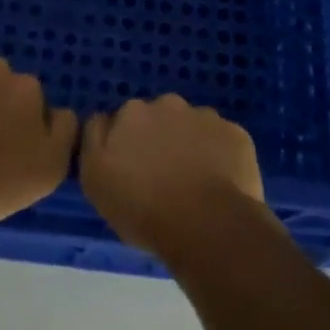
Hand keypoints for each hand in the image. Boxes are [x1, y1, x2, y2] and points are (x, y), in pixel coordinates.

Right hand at [80, 94, 266, 261]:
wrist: (207, 225)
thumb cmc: (143, 207)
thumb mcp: (95, 178)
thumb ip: (93, 139)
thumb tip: (103, 120)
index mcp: (132, 112)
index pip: (122, 121)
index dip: (125, 145)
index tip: (130, 171)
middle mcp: (168, 104)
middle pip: (159, 119)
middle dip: (159, 140)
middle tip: (162, 178)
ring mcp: (206, 117)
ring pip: (192, 128)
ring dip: (190, 146)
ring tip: (193, 185)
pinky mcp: (236, 134)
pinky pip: (222, 142)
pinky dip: (219, 156)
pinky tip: (219, 184)